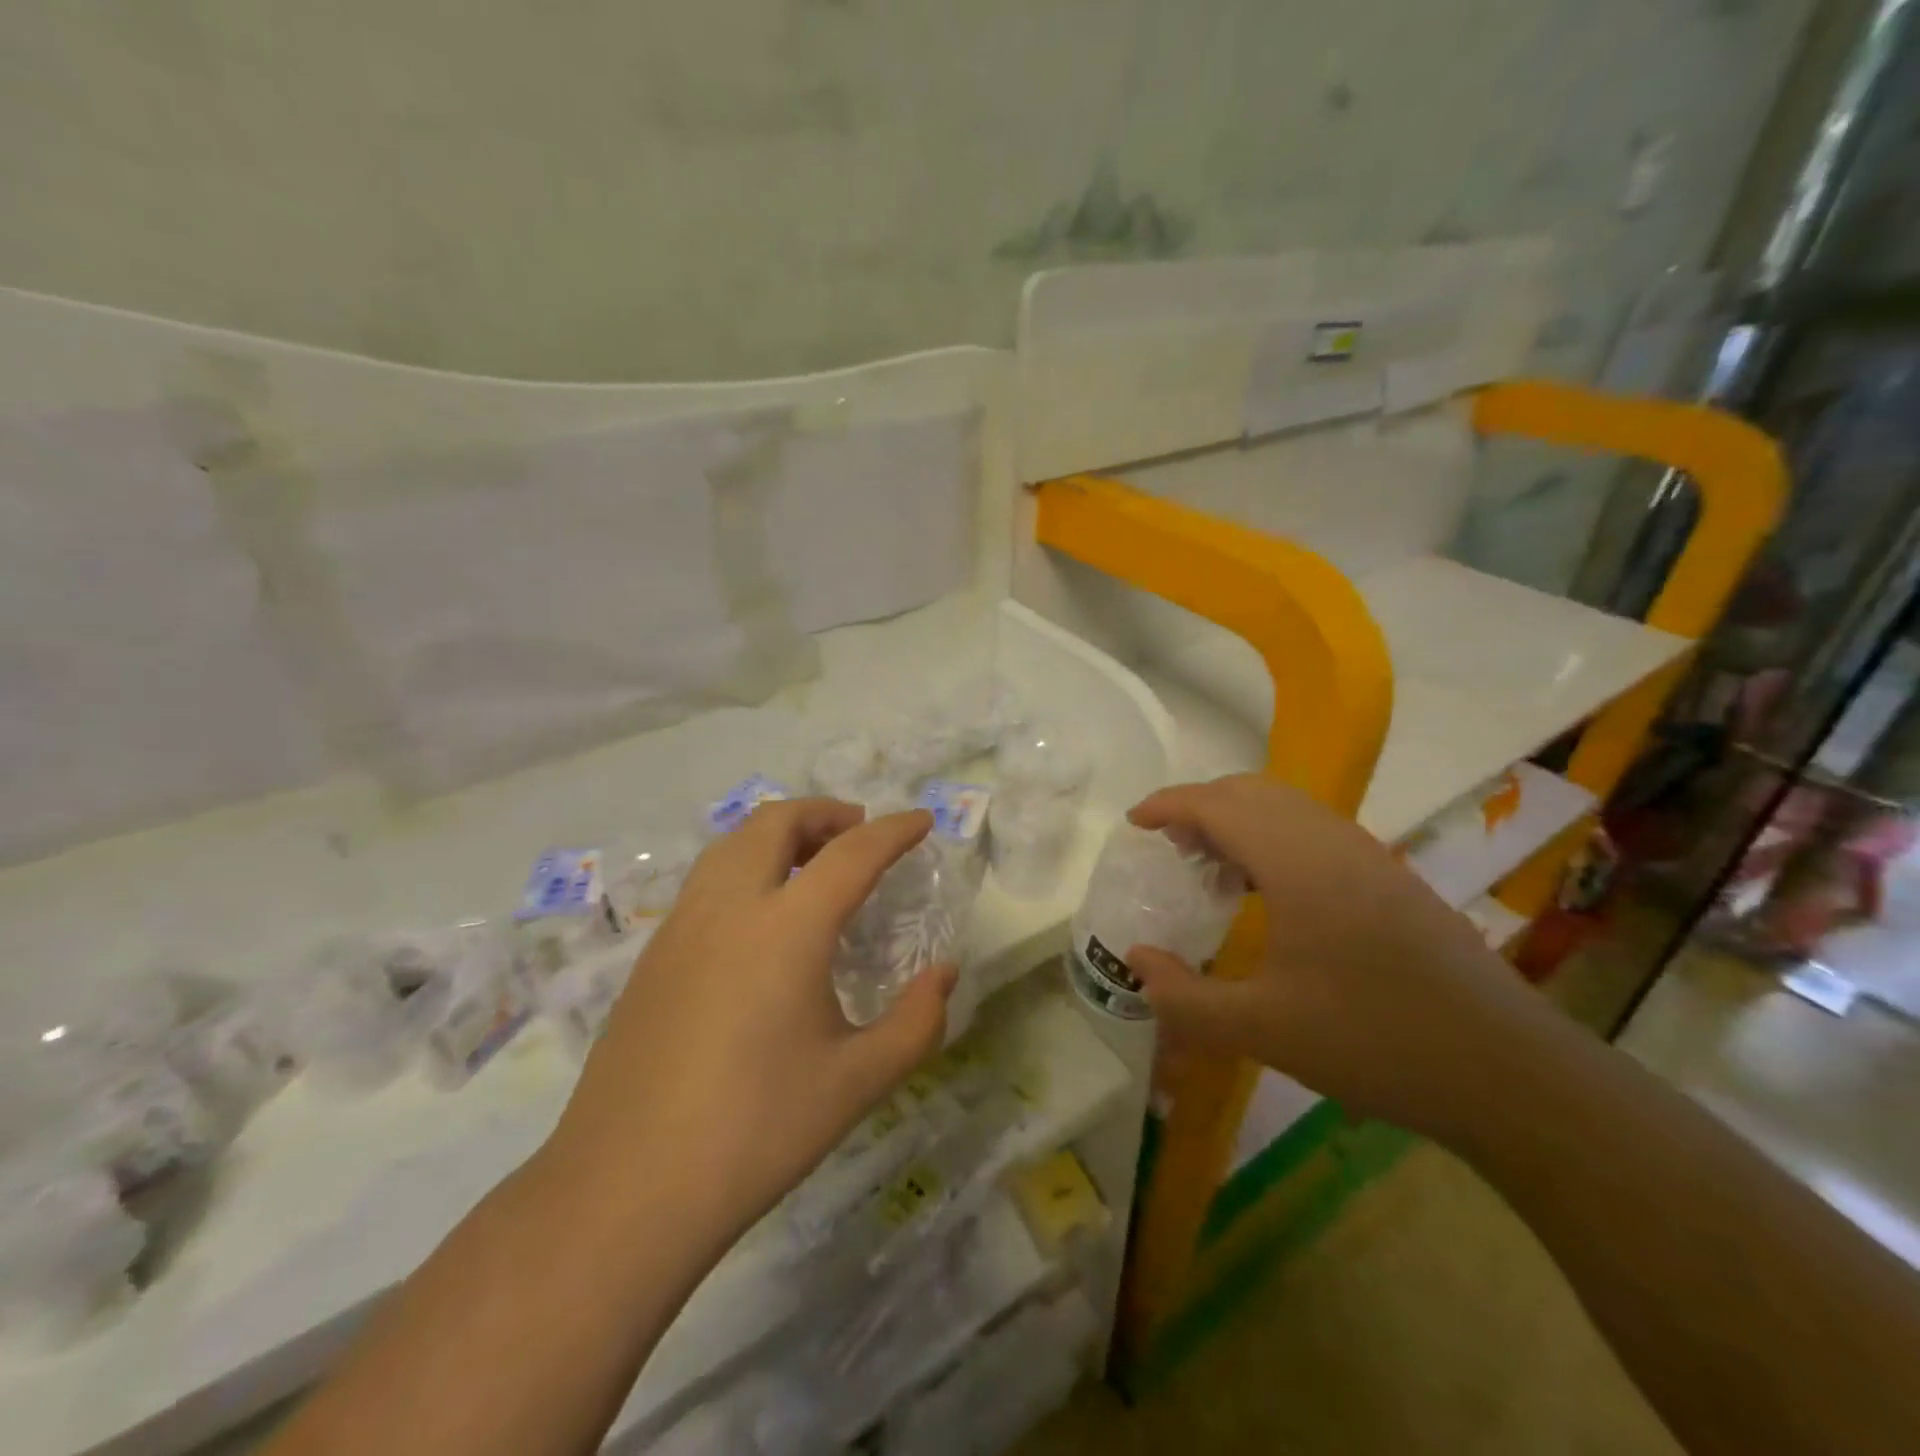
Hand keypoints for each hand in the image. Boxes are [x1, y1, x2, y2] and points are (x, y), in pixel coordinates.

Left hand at [545, 800, 954, 1245]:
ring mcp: (681, 926)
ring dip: (779, 833)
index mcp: (787, 928)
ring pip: (732, 843)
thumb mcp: (857, 1082)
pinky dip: (746, 866)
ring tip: (812, 862)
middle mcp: (730, 907)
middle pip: (776, 821)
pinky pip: (707, 880)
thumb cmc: (756, 1131)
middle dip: (825, 812)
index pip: (852, 853)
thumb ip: (916, 1022)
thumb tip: (944, 973)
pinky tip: (760, 917)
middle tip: (859, 832)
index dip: (894, 830)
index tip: (922, 820)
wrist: (626, 1190)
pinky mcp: (652, 955)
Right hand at [1126, 775, 1553, 1141]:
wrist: (1509, 1072)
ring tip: (1211, 867)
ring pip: (1289, 808)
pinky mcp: (1393, 881)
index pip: (1219, 805)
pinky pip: (1315, 832)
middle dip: (1202, 806)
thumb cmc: (1375, 1041)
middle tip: (1169, 846)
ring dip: (1240, 821)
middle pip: (1253, 792)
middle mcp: (1333, 842)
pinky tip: (1270, 895)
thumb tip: (1136, 962)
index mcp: (1297, 862)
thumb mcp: (1261, 1030)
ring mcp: (1370, 858)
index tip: (1134, 823)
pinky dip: (1274, 839)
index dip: (1169, 805)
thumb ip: (1184, 997)